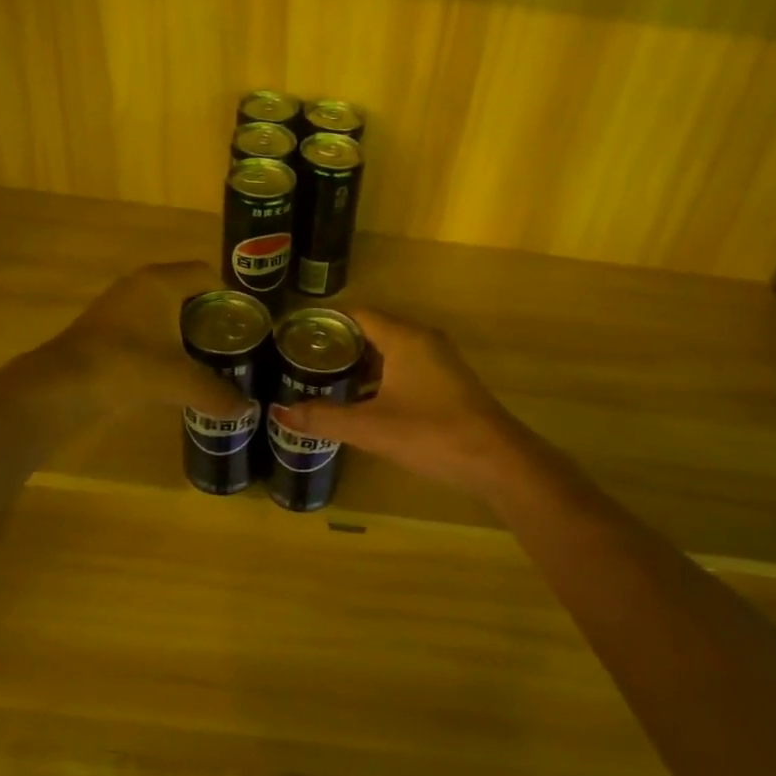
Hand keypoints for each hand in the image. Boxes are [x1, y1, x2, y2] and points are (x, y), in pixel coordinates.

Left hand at [48, 262, 251, 418]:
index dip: (228, 295)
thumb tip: (247, 410)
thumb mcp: (179, 381)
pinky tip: (170, 367)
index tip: (243, 323)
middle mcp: (140, 284)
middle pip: (185, 289)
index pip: (206, 274)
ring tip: (205, 356)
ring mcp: (118, 304)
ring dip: (183, 327)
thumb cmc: (128, 366)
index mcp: (162, 282)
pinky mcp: (103, 326)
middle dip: (209, 314)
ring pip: (162, 307)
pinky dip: (161, 339)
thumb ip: (216, 393)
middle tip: (229, 341)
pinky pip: (144, 323)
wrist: (62, 385)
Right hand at [273, 307, 520, 486]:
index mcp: (404, 338)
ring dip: (361, 364)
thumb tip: (279, 413)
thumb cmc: (431, 433)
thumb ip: (324, 418)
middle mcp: (422, 340)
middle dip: (339, 345)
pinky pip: (405, 367)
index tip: (294, 336)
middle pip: (372, 330)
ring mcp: (438, 360)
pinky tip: (362, 402)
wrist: (496, 460)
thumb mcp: (371, 428)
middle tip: (303, 362)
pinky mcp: (447, 382)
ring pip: (390, 351)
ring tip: (325, 382)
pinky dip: (381, 377)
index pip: (357, 315)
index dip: (325, 322)